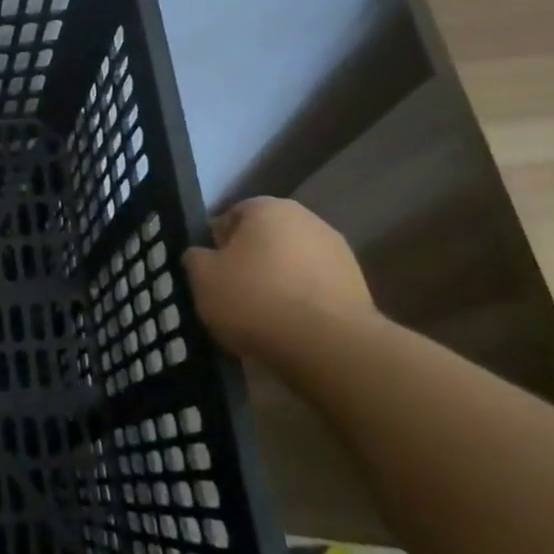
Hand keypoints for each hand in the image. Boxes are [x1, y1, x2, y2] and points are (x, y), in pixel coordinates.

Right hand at [182, 197, 376, 360]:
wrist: (328, 345)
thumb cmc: (254, 299)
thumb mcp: (202, 278)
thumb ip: (195, 258)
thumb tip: (201, 255)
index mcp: (268, 208)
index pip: (231, 216)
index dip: (216, 244)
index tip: (210, 272)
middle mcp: (307, 219)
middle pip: (265, 238)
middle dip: (249, 261)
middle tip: (231, 292)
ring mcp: (338, 251)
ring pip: (291, 262)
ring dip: (277, 280)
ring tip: (261, 314)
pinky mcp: (357, 285)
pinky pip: (314, 287)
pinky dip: (300, 300)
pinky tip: (289, 325)